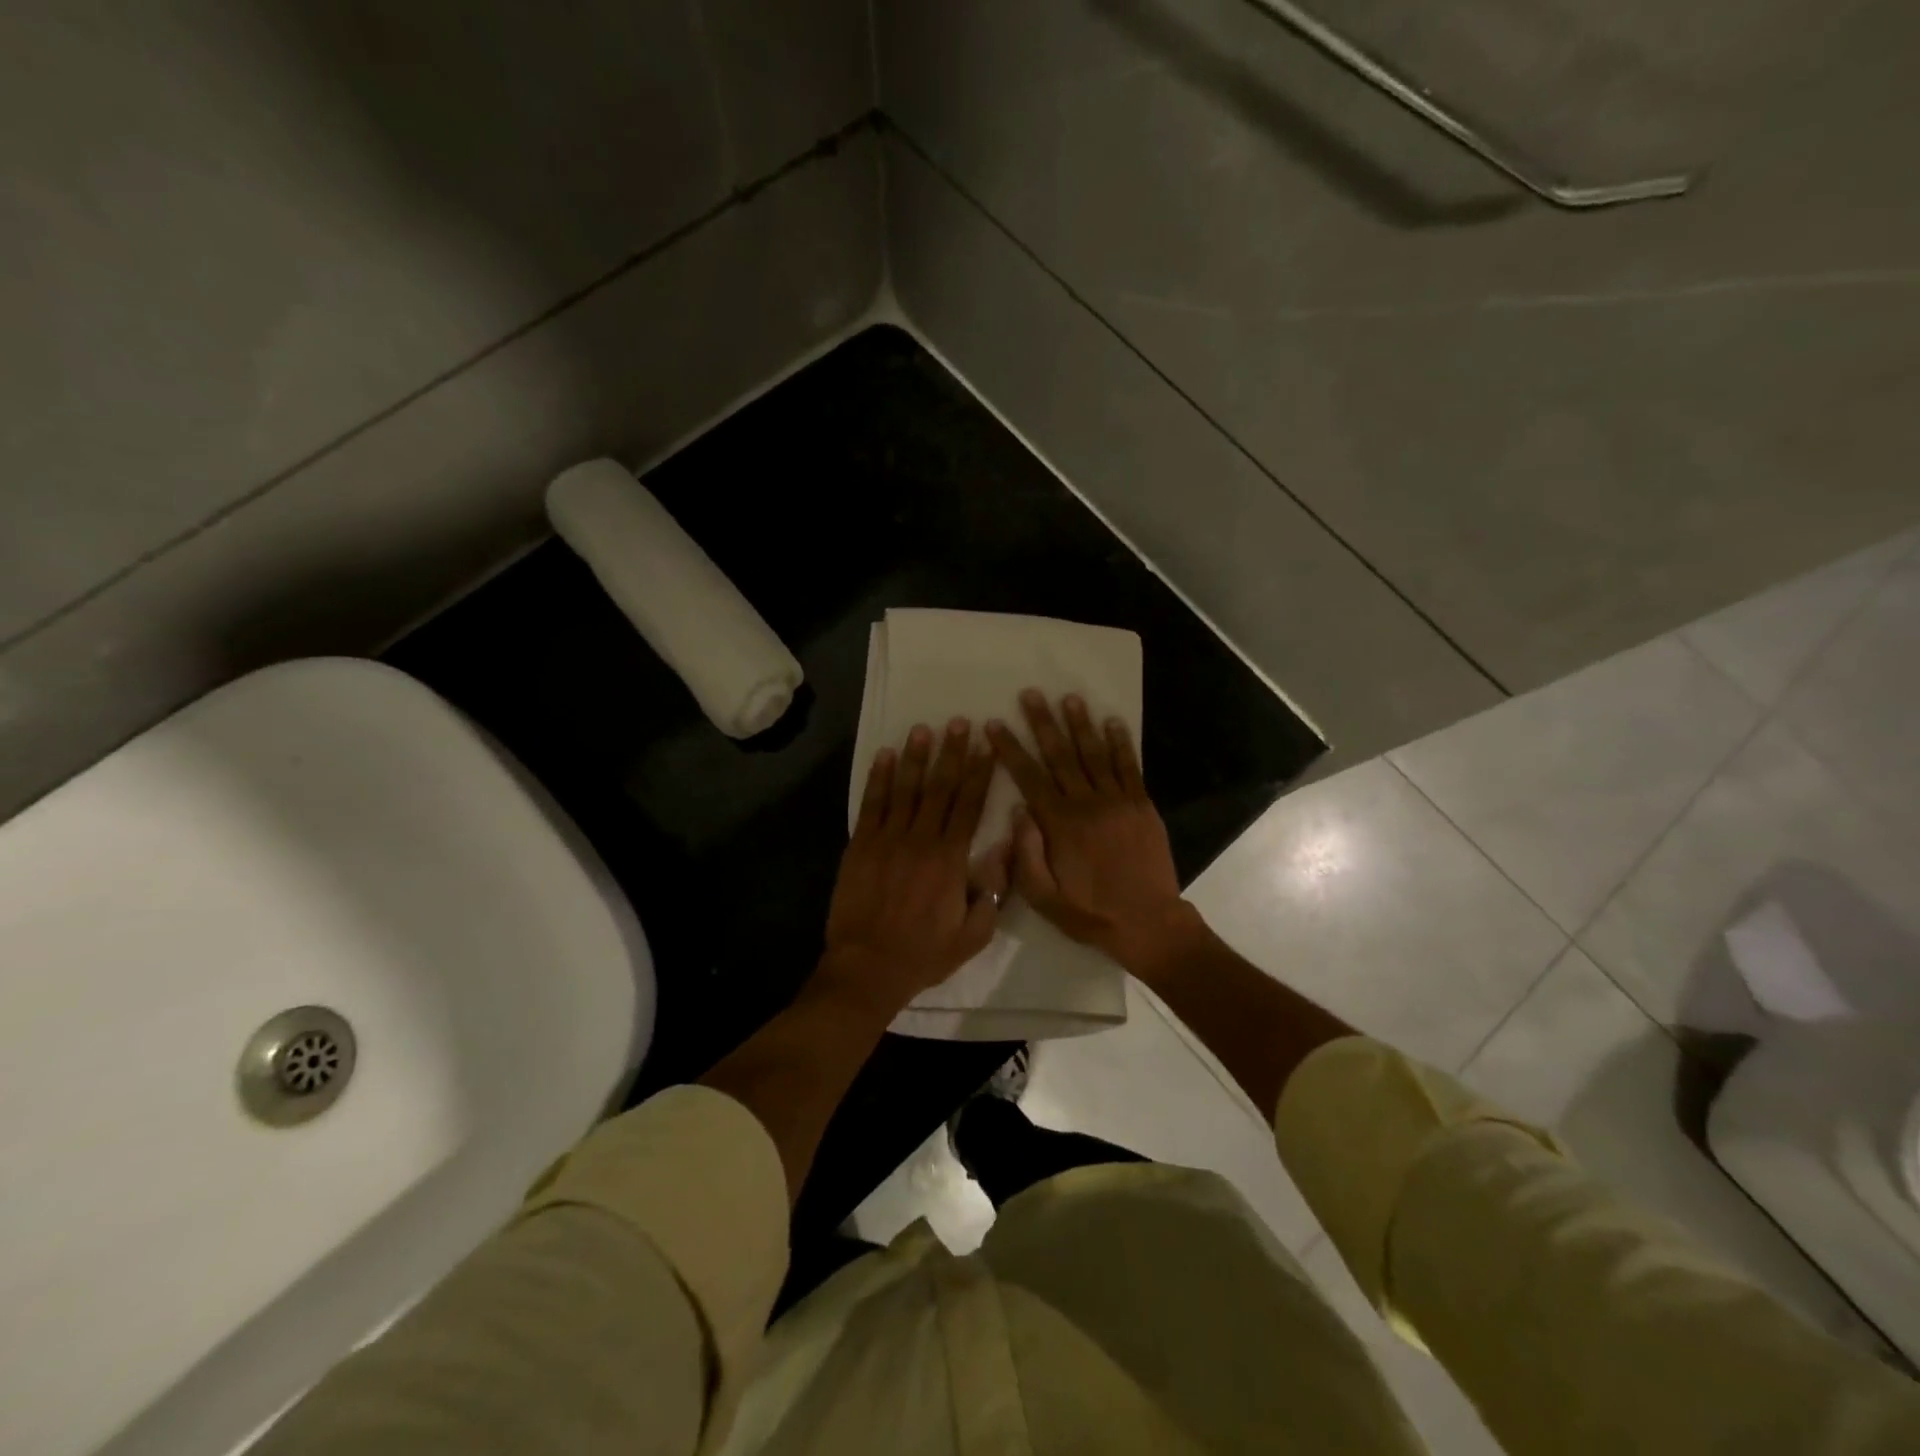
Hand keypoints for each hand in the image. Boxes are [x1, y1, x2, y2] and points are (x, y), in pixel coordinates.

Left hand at [821, 719, 1007, 1016]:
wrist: (868, 967)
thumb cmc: (925, 953)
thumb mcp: (974, 934)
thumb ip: (993, 890)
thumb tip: (1006, 849)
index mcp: (950, 858)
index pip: (969, 805)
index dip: (979, 773)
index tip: (987, 747)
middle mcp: (920, 840)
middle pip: (939, 788)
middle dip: (951, 753)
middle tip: (958, 723)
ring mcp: (887, 840)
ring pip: (905, 789)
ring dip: (915, 757)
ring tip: (923, 729)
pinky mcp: (860, 846)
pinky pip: (871, 805)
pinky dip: (878, 779)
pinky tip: (884, 756)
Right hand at [986, 691, 1199, 973]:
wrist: (1148, 923)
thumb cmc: (1090, 913)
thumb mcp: (1044, 897)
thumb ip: (1026, 854)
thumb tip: (1018, 811)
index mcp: (1059, 825)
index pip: (1029, 777)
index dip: (1011, 748)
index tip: (995, 724)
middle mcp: (1087, 804)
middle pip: (1060, 756)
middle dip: (1043, 723)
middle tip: (1031, 694)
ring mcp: (1118, 801)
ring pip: (1095, 754)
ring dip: (1081, 724)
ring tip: (1069, 698)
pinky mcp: (1142, 806)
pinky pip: (1130, 767)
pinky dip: (1121, 743)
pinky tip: (1113, 721)